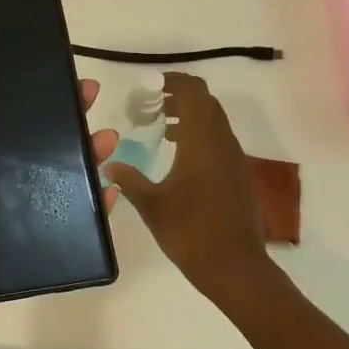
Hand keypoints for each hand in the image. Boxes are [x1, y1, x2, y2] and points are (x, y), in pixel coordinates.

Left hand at [0, 55, 118, 348]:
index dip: (30, 98)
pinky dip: (91, 211)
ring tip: (108, 140)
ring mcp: (12, 219)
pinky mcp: (27, 250)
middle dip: (67, 120)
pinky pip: (66, 227)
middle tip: (91, 96)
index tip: (55, 73)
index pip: (4, 122)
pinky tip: (109, 193)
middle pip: (39, 147)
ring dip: (86, 159)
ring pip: (59, 183)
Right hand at [105, 72, 268, 297]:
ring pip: (215, 122)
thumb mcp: (151, 205)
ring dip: (190, 116)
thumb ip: (129, 180)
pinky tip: (179, 155)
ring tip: (161, 126)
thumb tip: (109, 165)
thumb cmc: (190, 231)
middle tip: (151, 104)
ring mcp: (234, 159)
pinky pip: (219, 141)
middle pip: (206, 102)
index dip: (174, 81)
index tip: (150, 85)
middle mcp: (222, 143)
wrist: (235, 267)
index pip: (194, 93)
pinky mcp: (238, 176)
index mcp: (201, 141)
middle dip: (180, 96)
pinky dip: (200, 135)